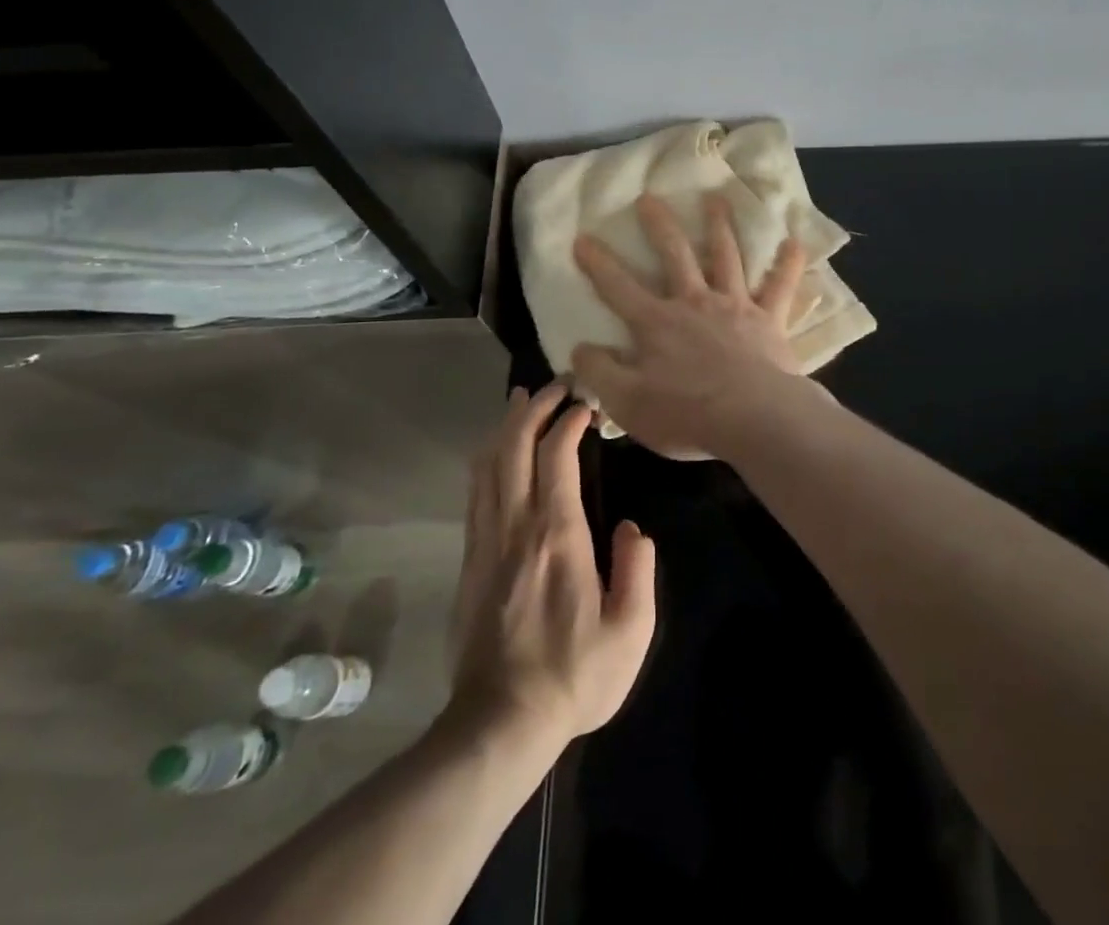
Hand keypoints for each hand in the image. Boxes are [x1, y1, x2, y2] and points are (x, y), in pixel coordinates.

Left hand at [447, 384, 656, 747]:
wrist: (500, 724)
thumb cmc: (574, 676)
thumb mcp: (631, 631)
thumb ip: (638, 570)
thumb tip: (632, 528)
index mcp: (558, 536)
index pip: (556, 457)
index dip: (569, 421)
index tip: (588, 405)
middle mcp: (516, 527)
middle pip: (514, 447)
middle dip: (534, 408)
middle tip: (556, 386)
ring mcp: (486, 542)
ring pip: (488, 465)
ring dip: (506, 427)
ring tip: (523, 401)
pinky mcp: (470, 561)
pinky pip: (476, 493)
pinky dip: (488, 459)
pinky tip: (497, 452)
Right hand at [571, 193, 808, 457]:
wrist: (753, 418)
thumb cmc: (687, 414)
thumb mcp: (627, 403)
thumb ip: (600, 372)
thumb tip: (579, 347)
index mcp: (657, 323)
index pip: (618, 287)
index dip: (598, 263)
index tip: (582, 237)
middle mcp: (694, 302)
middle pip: (674, 255)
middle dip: (659, 225)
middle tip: (649, 198)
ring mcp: (735, 306)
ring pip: (726, 256)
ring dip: (719, 226)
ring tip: (716, 198)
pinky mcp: (769, 319)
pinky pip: (780, 286)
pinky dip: (788, 264)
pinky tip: (794, 243)